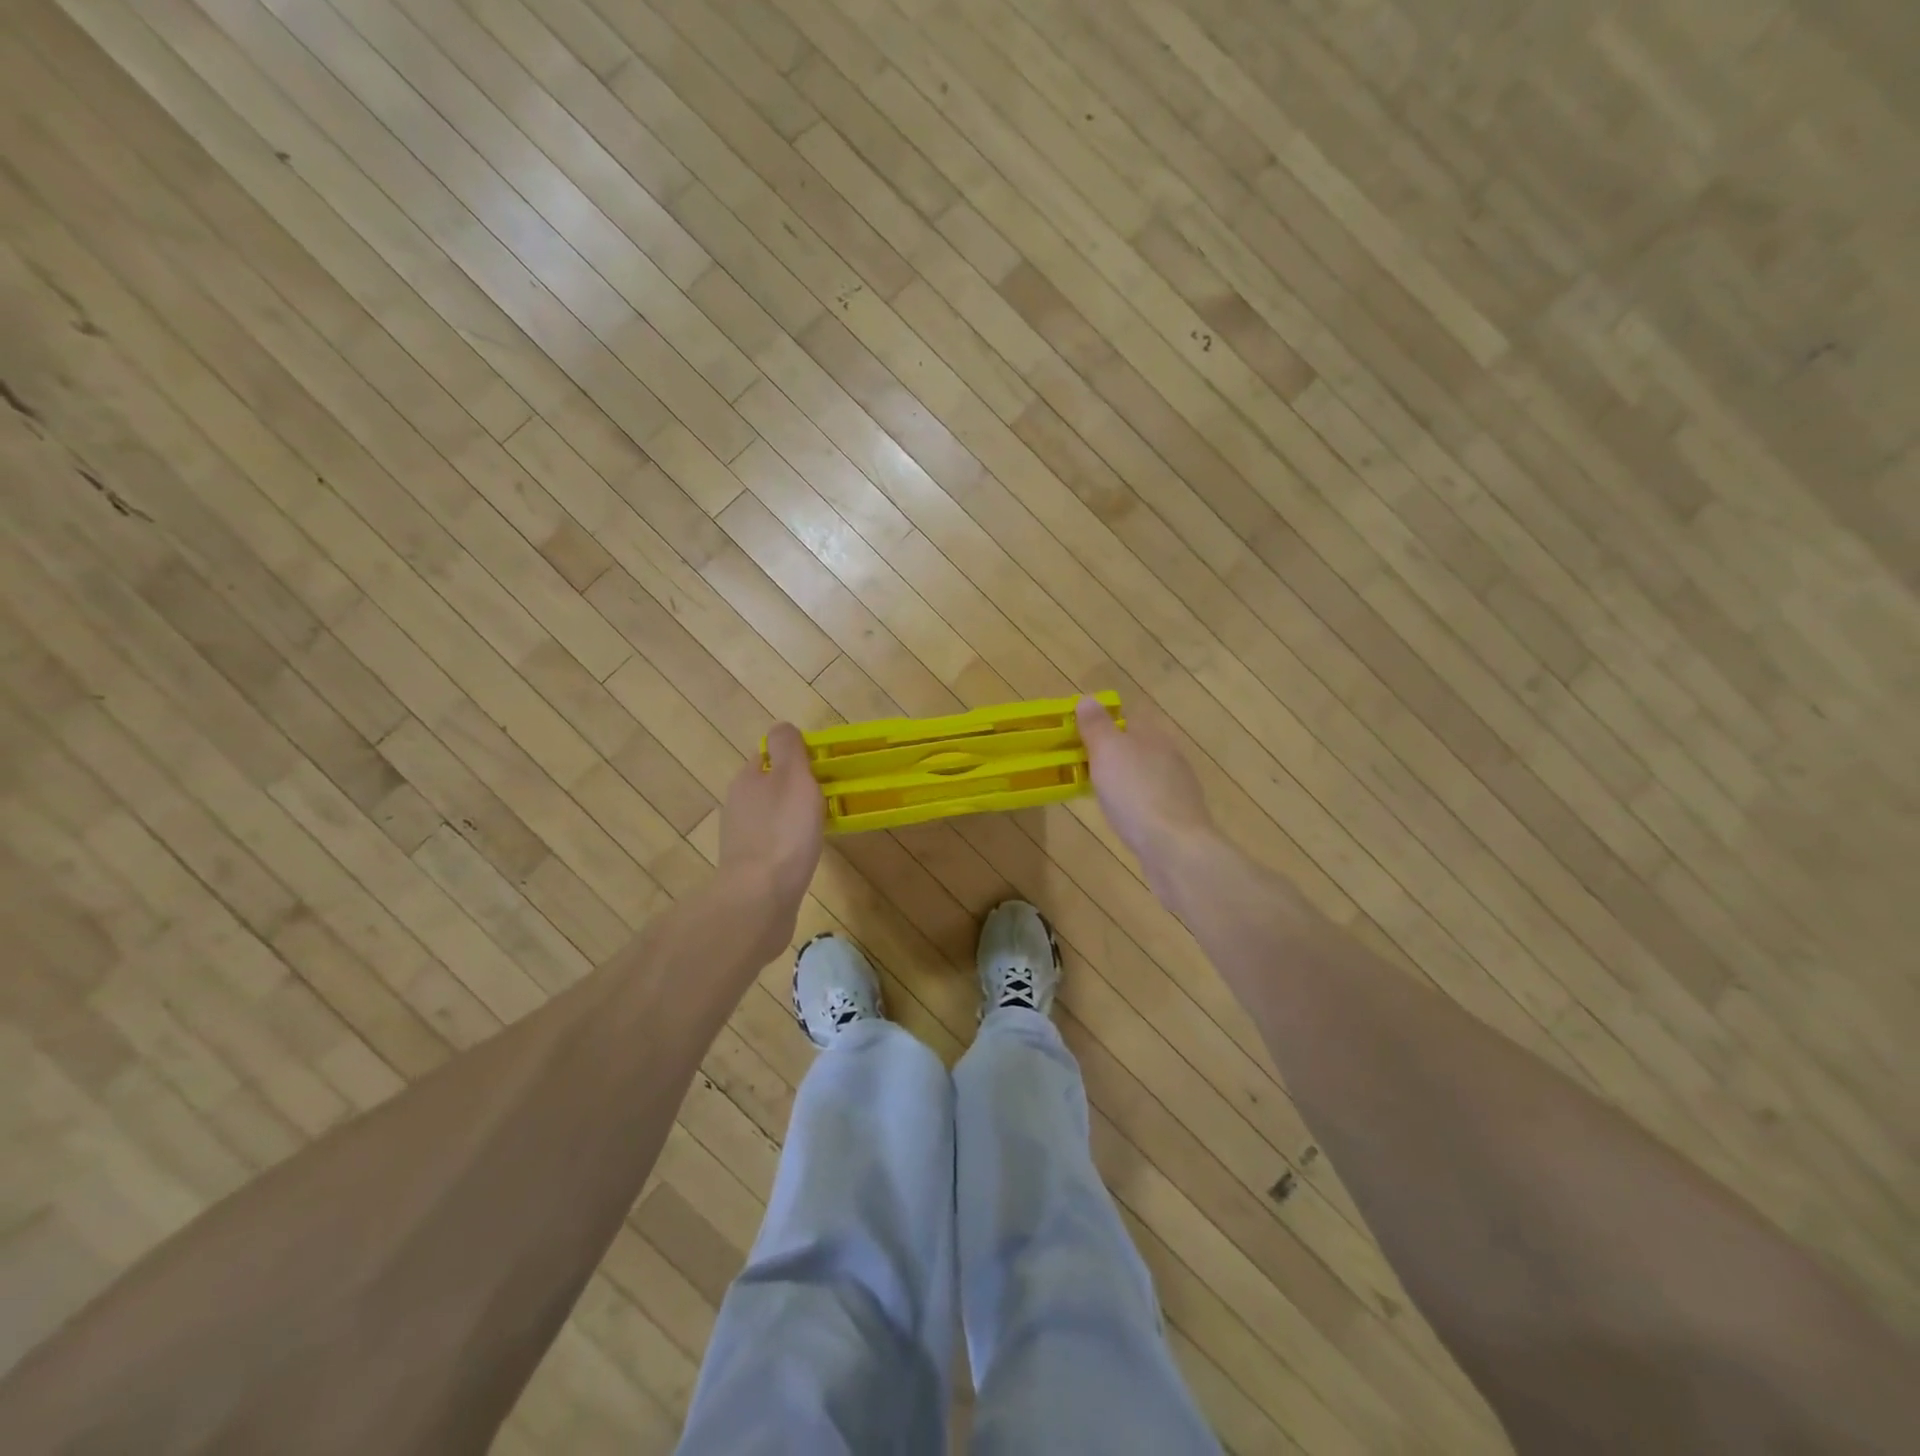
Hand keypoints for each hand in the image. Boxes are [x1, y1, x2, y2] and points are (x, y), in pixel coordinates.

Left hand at [718, 723, 824, 914]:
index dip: (793, 758)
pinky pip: (773, 845)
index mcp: (746, 780)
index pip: (767, 756)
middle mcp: (737, 806)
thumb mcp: (793, 777)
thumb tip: (782, 727)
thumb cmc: (783, 832)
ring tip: (820, 825)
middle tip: (827, 795)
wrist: (761, 898)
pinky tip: (805, 854)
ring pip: (771, 817)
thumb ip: (788, 749)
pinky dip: (789, 844)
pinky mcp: (750, 868)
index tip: (821, 768)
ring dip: (792, 818)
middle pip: (768, 787)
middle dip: (794, 789)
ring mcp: (741, 839)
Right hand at [1077, 696, 1216, 880]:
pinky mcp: (1179, 819)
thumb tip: (1088, 699)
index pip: (1130, 718)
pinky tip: (1123, 817)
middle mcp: (1171, 758)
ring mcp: (1179, 789)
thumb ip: (1097, 726)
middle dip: (1115, 753)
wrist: (1175, 849)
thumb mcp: (1108, 752)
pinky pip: (1151, 802)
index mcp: (1155, 736)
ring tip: (1099, 791)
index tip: (1081, 735)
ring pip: (1147, 775)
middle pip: (1139, 747)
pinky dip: (1136, 804)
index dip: (1106, 723)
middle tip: (1084, 765)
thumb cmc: (1136, 793)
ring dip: (1126, 779)